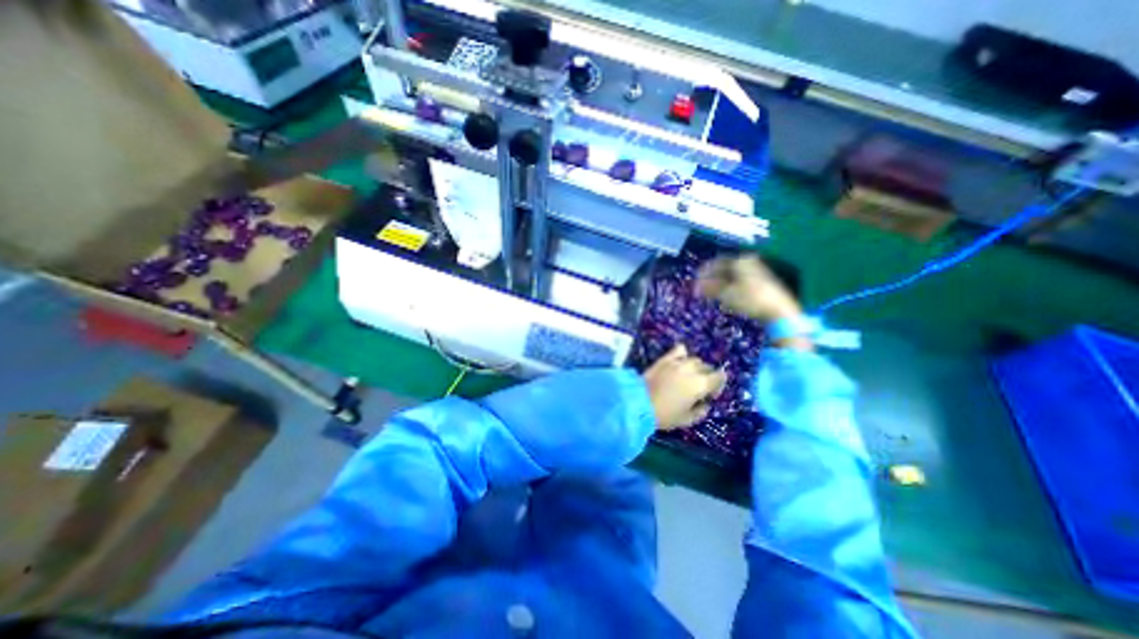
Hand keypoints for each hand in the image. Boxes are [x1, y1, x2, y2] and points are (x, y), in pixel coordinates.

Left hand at [645, 346, 724, 428]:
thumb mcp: (687, 420)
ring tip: (688, 376)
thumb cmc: (665, 415)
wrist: (638, 403)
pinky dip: (683, 354)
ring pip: (694, 359)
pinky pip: (679, 350)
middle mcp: (692, 370)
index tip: (711, 395)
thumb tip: (705, 404)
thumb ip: (701, 411)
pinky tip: (680, 361)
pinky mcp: (664, 359)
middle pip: (707, 368)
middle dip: (707, 376)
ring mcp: (677, 362)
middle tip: (699, 388)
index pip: (719, 377)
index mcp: (700, 384)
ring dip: (695, 367)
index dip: (718, 385)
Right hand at [694, 254, 798, 321]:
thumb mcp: (726, 294)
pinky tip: (726, 295)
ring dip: (721, 282)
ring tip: (711, 292)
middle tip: (701, 286)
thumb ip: (709, 288)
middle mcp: (749, 262)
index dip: (704, 271)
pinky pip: (741, 280)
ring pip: (733, 275)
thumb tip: (695, 286)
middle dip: (712, 277)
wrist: (779, 311)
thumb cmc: (750, 299)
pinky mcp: (762, 282)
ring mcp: (757, 271)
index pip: (717, 262)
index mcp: (740, 261)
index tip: (695, 278)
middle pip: (725, 268)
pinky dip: (730, 286)